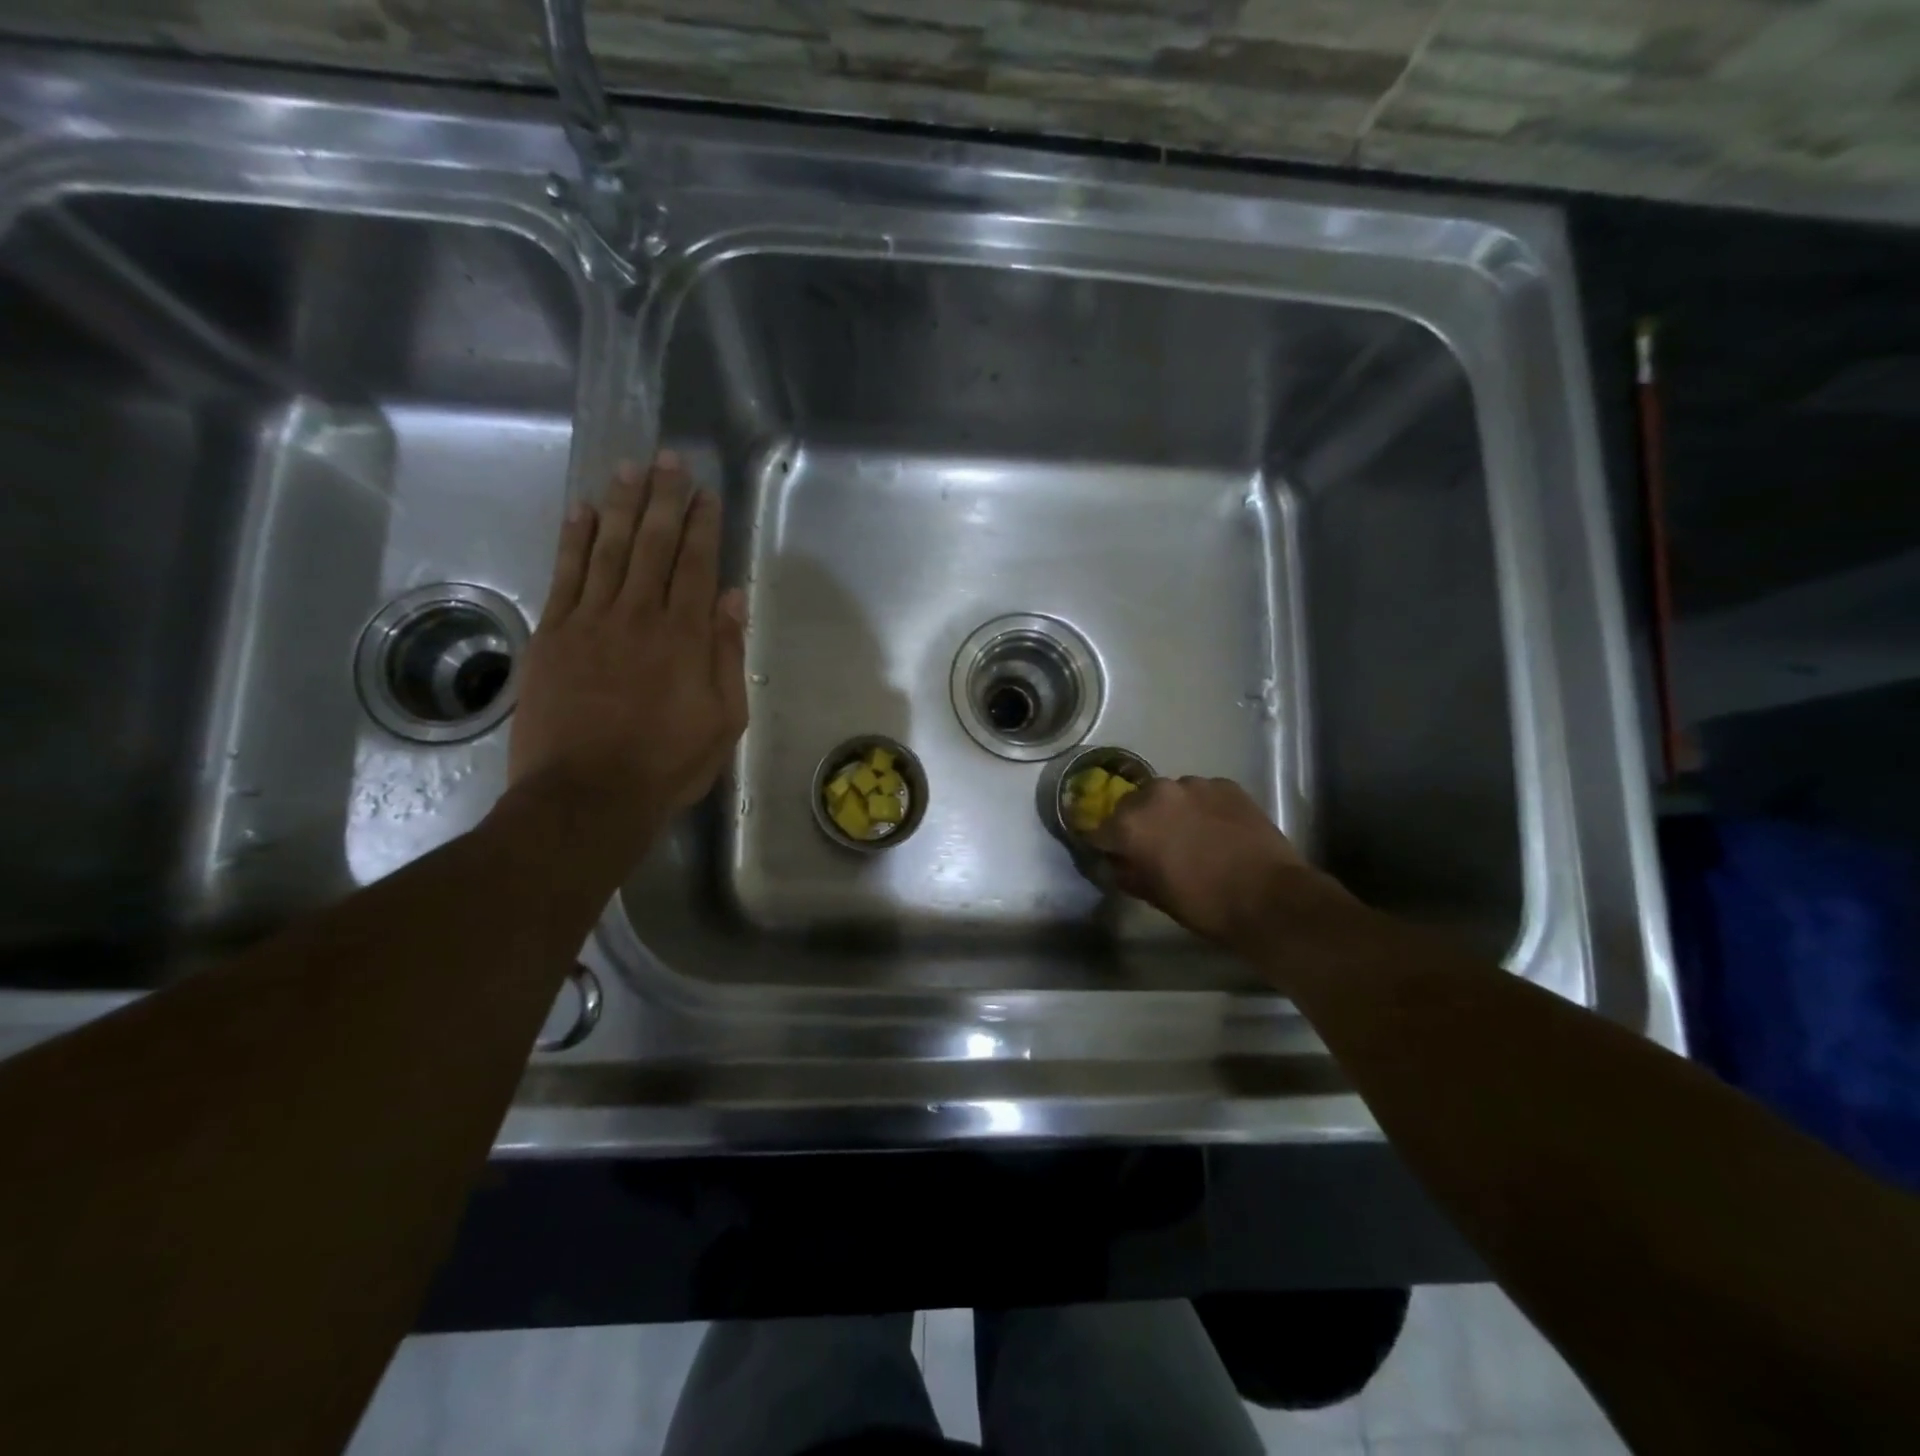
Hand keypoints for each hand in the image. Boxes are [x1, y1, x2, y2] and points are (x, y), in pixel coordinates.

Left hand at [504, 451, 746, 863]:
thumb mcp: (724, 720)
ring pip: (610, 549)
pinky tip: (583, 511)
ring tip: (630, 468)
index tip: (706, 492)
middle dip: (664, 499)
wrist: (587, 795)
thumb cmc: (668, 764)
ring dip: (622, 505)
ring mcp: (591, 621)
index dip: (703, 525)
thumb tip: (732, 600)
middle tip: (669, 459)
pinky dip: (575, 540)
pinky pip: (566, 575)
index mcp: (686, 637)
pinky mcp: (553, 635)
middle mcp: (640, 616)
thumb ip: (727, 656)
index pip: (697, 565)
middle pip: (654, 544)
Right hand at [1088, 776, 1354, 953]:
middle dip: (1138, 822)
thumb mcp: (1155, 896)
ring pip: (1170, 795)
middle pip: (1133, 804)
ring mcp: (1194, 785)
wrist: (1271, 898)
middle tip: (1155, 846)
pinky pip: (1202, 794)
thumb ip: (1128, 873)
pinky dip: (1202, 808)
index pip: (1100, 829)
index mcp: (1131, 823)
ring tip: (1191, 835)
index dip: (1106, 844)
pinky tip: (1217, 830)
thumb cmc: (1205, 904)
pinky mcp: (1225, 785)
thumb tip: (1118, 863)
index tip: (1114, 855)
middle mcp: (1156, 793)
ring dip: (1171, 811)